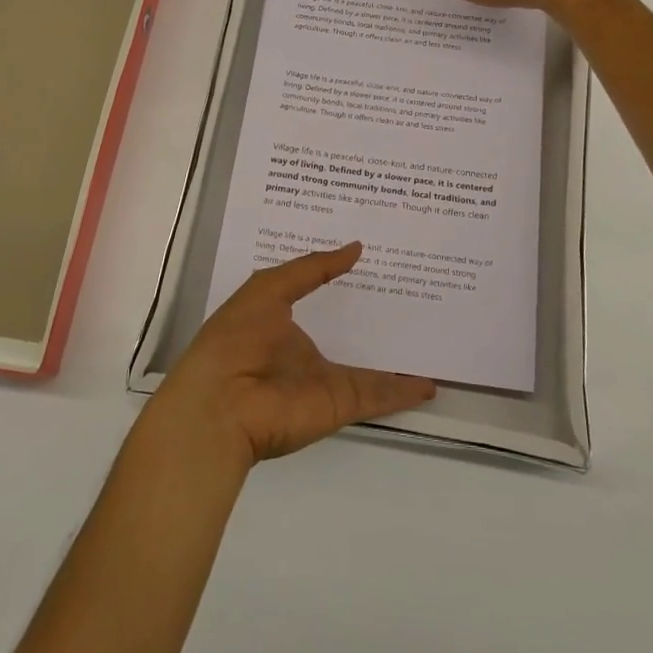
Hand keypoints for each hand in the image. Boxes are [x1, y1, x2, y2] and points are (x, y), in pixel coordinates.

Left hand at [154, 243, 436, 467]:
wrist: (221, 404)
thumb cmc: (237, 337)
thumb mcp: (270, 288)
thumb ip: (313, 269)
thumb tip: (355, 248)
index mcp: (282, 321)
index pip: (319, 295)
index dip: (341, 278)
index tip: (373, 257)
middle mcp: (305, 350)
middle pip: (348, 332)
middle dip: (375, 316)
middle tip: (413, 290)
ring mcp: (325, 379)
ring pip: (370, 366)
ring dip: (397, 358)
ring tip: (431, 336)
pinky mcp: (341, 403)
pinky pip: (378, 394)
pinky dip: (404, 392)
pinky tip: (431, 383)